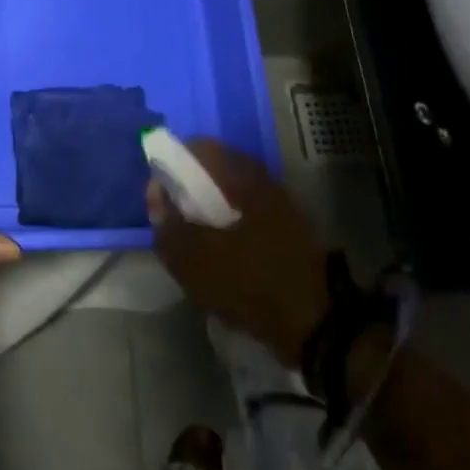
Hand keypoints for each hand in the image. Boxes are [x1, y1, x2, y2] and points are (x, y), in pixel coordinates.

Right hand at [147, 141, 331, 365]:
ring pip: (235, 191)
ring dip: (212, 205)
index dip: (174, 161)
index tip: (159, 184)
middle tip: (173, 210)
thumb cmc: (247, 281)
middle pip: (218, 169)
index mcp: (240, 175)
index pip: (200, 148)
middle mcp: (263, 178)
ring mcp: (280, 203)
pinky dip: (231, 221)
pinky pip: (250, 212)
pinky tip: (220, 248)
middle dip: (192, 184)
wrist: (314, 321)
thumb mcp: (192, 259)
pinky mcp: (289, 228)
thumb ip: (167, 223)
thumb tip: (155, 191)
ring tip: (193, 232)